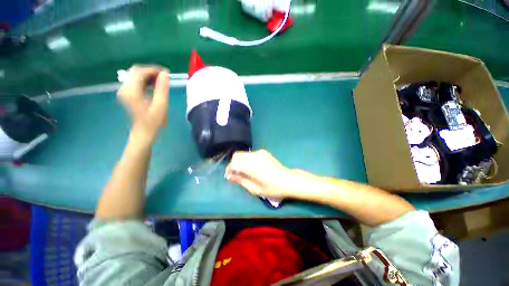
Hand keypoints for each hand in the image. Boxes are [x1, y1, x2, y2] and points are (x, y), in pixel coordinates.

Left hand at [117, 65, 169, 142]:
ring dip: (148, 75)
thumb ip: (162, 88)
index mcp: (131, 91)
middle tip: (164, 76)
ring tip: (161, 80)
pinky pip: (135, 81)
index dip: (153, 69)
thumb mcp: (161, 105)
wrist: (144, 132)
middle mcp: (124, 88)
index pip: (140, 72)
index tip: (166, 72)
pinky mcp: (127, 93)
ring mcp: (124, 91)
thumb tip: (165, 74)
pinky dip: (145, 80)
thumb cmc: (154, 121)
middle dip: (150, 71)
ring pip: (135, 75)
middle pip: (135, 71)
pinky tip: (154, 84)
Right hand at [225, 150, 293, 198]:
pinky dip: (247, 159)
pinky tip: (252, 167)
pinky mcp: (263, 152)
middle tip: (236, 174)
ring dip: (240, 161)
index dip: (229, 169)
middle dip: (233, 164)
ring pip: (243, 154)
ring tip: (244, 171)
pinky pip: (250, 154)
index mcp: (251, 165)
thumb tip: (229, 176)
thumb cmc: (272, 188)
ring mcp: (259, 152)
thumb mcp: (255, 189)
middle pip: (237, 155)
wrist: (288, 180)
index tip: (229, 176)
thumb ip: (241, 181)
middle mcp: (253, 156)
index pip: (233, 163)